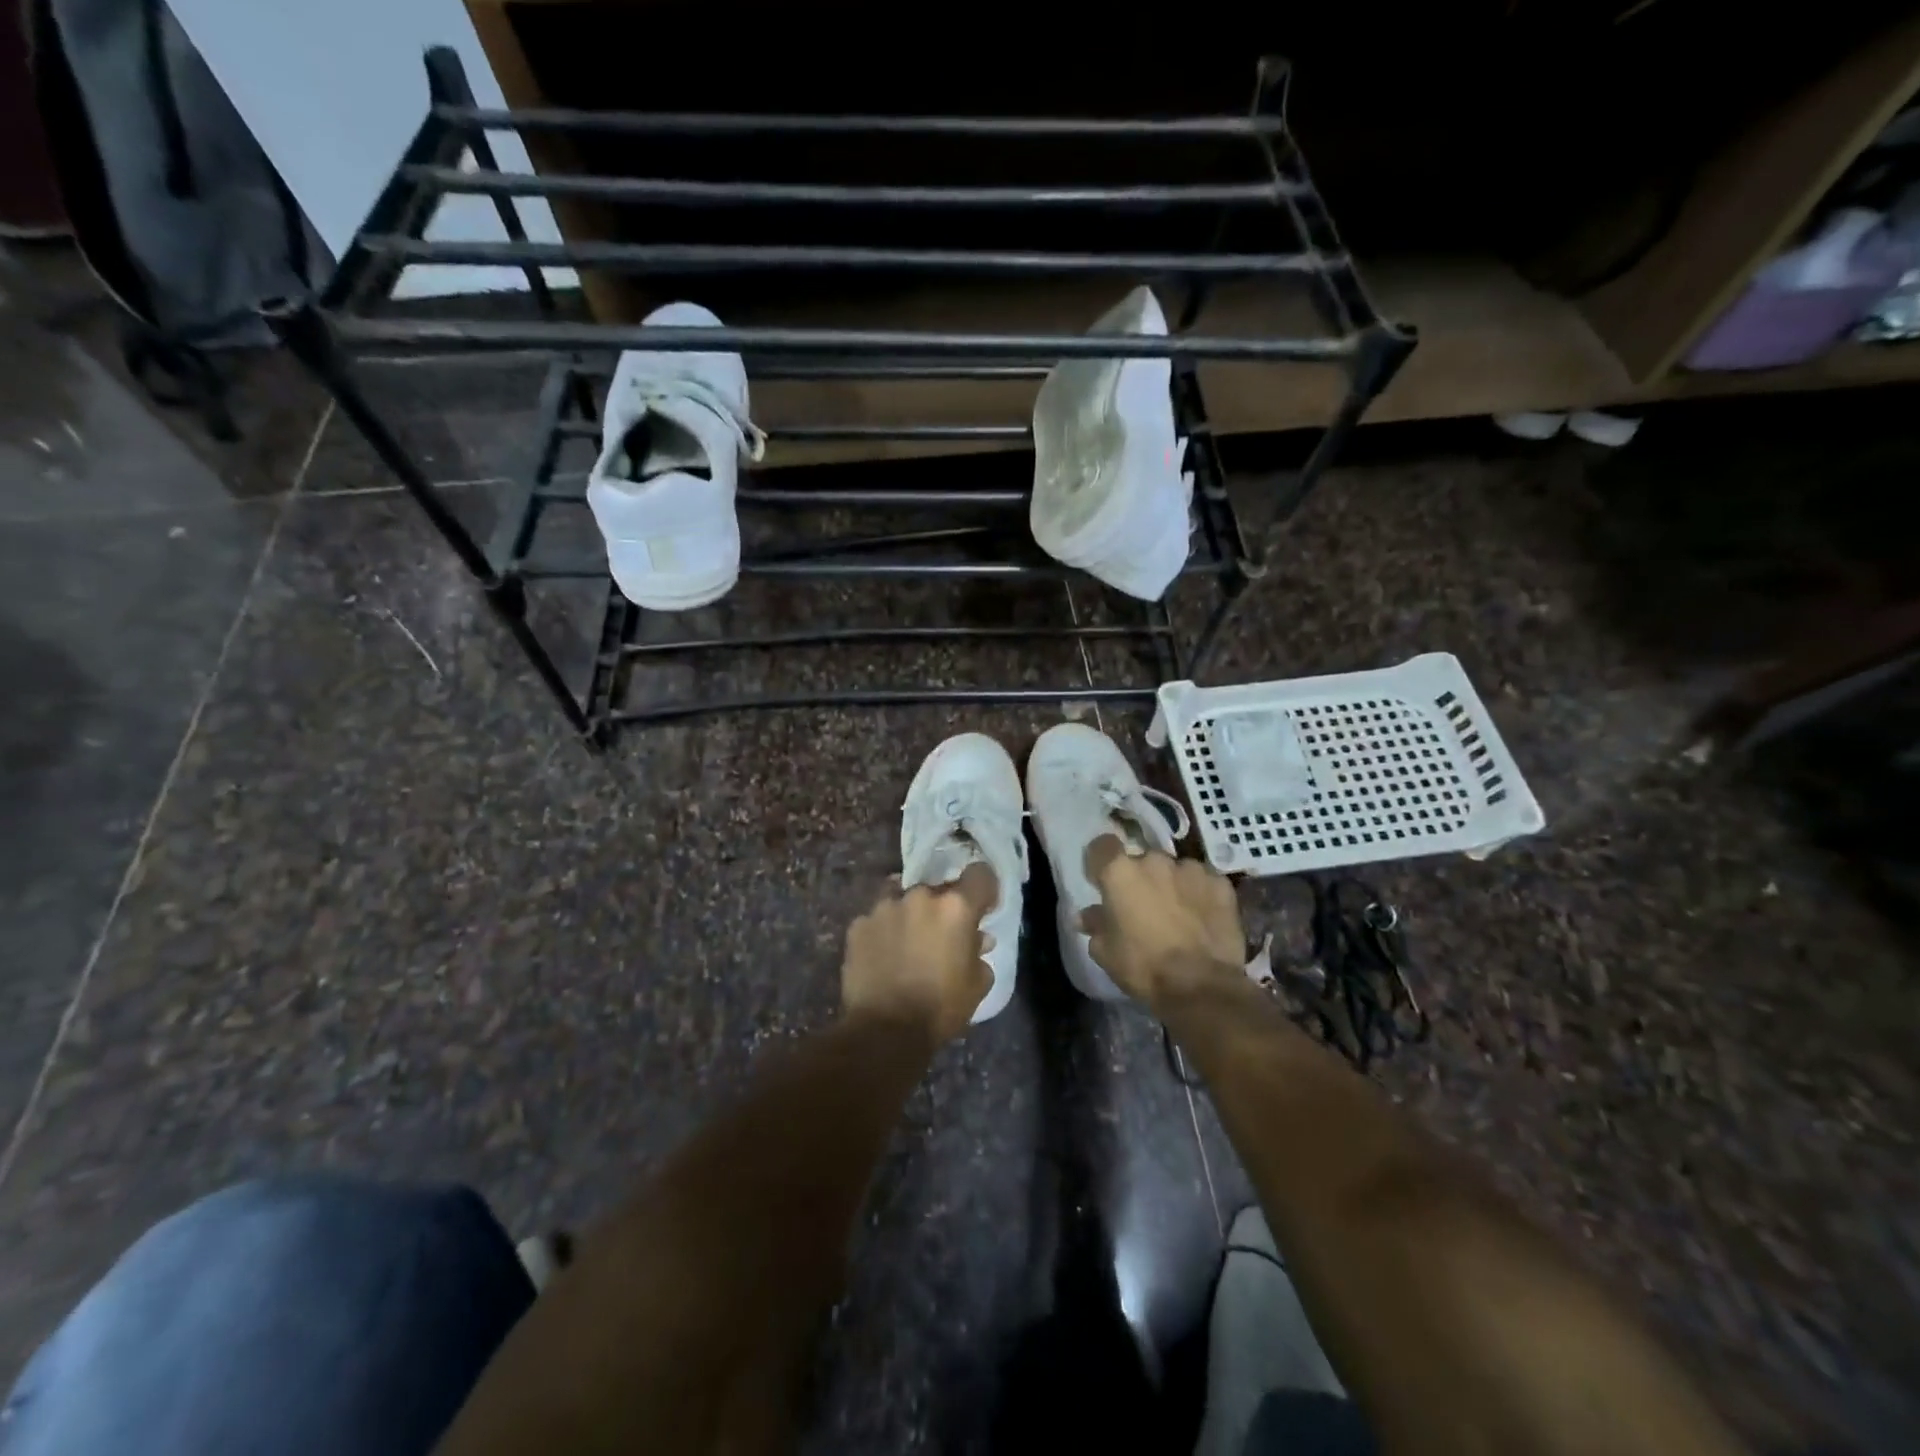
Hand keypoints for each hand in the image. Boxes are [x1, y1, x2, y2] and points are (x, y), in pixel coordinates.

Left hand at [842, 863, 995, 1042]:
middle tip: (941, 937)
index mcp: (955, 907)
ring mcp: (884, 907)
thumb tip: (978, 939)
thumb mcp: (977, 985)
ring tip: (908, 945)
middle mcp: (920, 896)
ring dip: (910, 916)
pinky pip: (877, 919)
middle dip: (942, 909)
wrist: (884, 1031)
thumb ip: (980, 953)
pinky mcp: (858, 924)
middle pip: (938, 890)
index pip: (979, 874)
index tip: (982, 908)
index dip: (984, 889)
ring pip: (903, 899)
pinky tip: (883, 955)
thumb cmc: (940, 1008)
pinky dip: (883, 931)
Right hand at [1079, 837, 1246, 1012]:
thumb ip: (1095, 924)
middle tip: (1142, 907)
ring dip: (1171, 885)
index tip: (1102, 881)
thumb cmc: (1143, 966)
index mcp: (1120, 872)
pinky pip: (1203, 883)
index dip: (1100, 861)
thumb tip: (1087, 915)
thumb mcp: (1105, 951)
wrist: (1201, 985)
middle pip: (1141, 860)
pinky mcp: (1220, 884)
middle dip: (1140, 878)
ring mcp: (1191, 869)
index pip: (1102, 846)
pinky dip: (1199, 895)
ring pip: (1174, 870)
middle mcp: (1154, 861)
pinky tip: (1202, 919)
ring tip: (1176, 915)